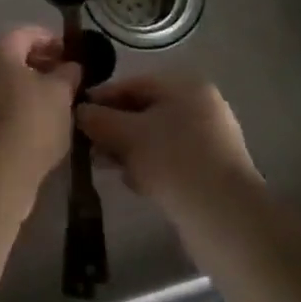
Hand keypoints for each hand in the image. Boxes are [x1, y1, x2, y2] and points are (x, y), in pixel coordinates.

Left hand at [0, 27, 81, 180]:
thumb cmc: (28, 121)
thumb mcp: (60, 95)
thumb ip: (67, 75)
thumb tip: (70, 66)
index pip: (28, 33)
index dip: (53, 42)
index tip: (73, 57)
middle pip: (9, 57)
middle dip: (37, 66)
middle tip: (64, 83)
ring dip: (23, 90)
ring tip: (51, 108)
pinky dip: (10, 110)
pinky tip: (30, 128)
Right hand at [76, 71, 259, 214]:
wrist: (224, 217)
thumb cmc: (172, 161)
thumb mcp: (126, 135)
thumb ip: (98, 119)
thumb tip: (79, 111)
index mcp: (185, 87)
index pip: (133, 84)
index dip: (101, 98)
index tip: (76, 116)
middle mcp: (201, 106)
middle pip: (144, 111)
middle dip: (114, 129)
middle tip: (89, 147)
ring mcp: (210, 139)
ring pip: (156, 137)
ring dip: (129, 150)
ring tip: (107, 167)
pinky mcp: (211, 169)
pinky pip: (171, 159)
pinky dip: (150, 166)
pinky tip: (135, 183)